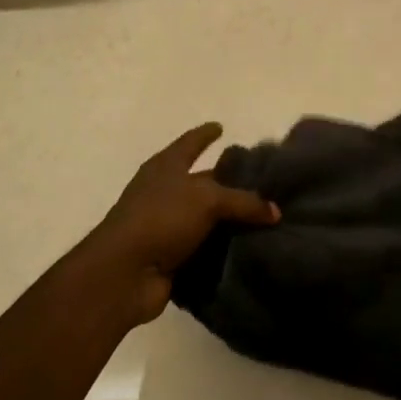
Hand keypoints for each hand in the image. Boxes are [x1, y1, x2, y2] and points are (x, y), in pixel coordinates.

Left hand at [77, 123, 277, 327]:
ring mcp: (167, 225)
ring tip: (267, 217)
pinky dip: (224, 248)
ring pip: (206, 217)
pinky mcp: (172, 257)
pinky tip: (251, 248)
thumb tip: (275, 211)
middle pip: (202, 181)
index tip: (221, 126)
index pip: (191, 143)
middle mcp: (165, 191)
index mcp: (166, 166)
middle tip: (263, 181)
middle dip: (228, 181)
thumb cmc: (161, 218)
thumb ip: (244, 202)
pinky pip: (206, 247)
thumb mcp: (207, 200)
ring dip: (230, 219)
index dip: (206, 134)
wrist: (125, 273)